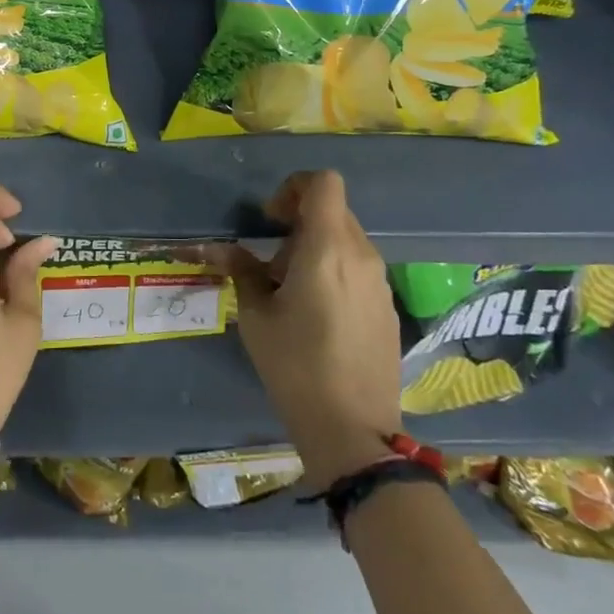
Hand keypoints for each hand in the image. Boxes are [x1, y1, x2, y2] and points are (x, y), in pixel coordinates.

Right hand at [215, 172, 402, 488]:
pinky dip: (336, 272)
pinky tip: (319, 316)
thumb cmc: (295, 367)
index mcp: (328, 248)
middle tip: (274, 262)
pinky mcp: (388, 307)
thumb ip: (243, 272)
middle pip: (334, 210)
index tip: (272, 220)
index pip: (324, 182)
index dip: (294, 187)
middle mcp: (361, 255)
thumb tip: (226, 250)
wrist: (354, 431)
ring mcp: (380, 282)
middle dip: (300, 222)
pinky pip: (359, 269)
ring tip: (293, 292)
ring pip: (347, 240)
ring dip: (317, 248)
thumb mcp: (256, 317)